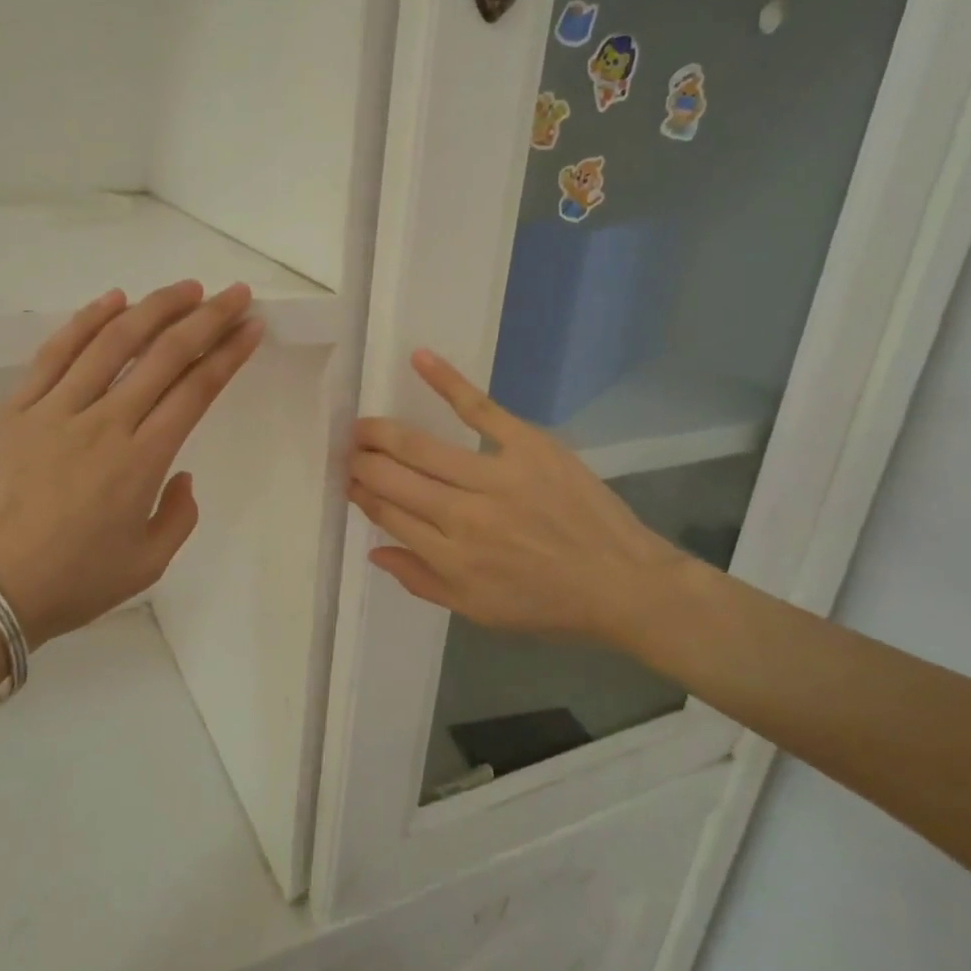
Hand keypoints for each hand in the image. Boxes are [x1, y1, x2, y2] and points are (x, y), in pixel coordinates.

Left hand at [0, 280, 262, 643]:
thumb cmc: (70, 584)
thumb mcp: (146, 565)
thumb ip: (178, 516)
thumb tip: (180, 474)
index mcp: (141, 461)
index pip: (196, 390)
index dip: (228, 353)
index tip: (251, 326)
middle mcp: (104, 423)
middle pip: (164, 356)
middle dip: (206, 318)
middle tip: (234, 293)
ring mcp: (54, 410)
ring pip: (112, 343)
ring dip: (154, 308)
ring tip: (185, 288)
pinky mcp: (14, 409)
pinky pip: (54, 353)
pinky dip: (86, 321)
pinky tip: (113, 300)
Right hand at [348, 350, 693, 647]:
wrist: (623, 584)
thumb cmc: (547, 604)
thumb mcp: (477, 612)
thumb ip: (420, 580)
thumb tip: (373, 550)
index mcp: (449, 557)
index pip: (387, 514)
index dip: (362, 494)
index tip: (350, 480)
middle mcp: (463, 515)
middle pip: (394, 478)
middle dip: (362, 461)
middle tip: (348, 449)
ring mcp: (495, 476)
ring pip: (420, 446)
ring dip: (382, 433)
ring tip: (362, 424)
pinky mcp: (528, 445)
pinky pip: (479, 409)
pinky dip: (447, 381)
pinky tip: (419, 358)